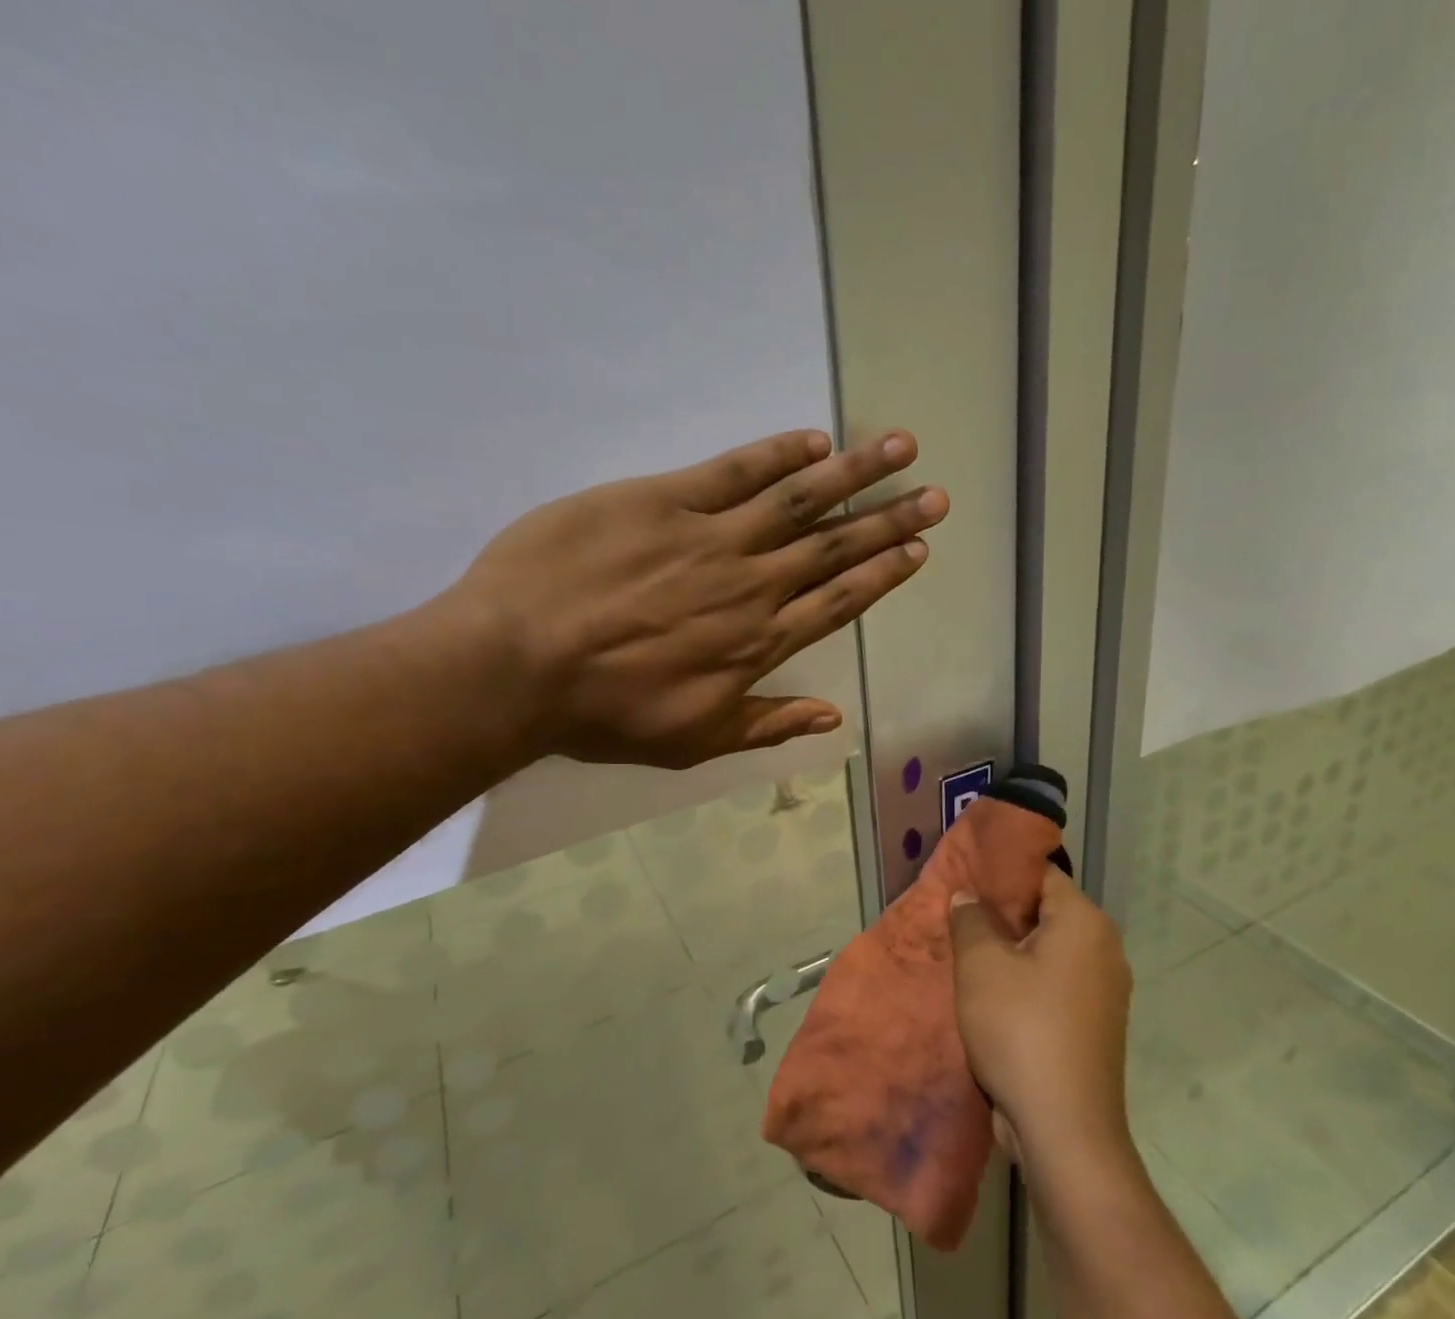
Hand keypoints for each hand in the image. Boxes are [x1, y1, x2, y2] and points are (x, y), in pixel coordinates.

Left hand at [443, 428, 945, 767]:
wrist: (518, 665)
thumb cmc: (606, 713)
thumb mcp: (694, 740)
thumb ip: (768, 723)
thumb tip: (834, 716)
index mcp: (758, 644)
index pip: (837, 602)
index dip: (882, 575)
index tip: (918, 550)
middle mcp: (751, 586)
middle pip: (833, 547)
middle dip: (889, 520)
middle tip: (935, 496)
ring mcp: (711, 538)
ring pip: (798, 501)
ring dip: (854, 474)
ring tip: (900, 450)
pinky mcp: (664, 500)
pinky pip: (734, 471)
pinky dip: (778, 455)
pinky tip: (814, 441)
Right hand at [948, 870, 1133, 1161]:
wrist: (1065, 1129)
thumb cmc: (1021, 1030)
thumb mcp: (981, 966)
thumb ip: (970, 920)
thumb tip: (968, 896)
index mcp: (1085, 922)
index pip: (1040, 874)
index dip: (999, 873)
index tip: (963, 878)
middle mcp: (1104, 948)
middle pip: (1045, 912)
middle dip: (1000, 914)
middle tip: (956, 916)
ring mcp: (1104, 990)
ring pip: (1048, 951)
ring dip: (1010, 951)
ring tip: (965, 953)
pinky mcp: (1095, 1024)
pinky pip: (1055, 984)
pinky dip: (1026, 982)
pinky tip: (990, 994)